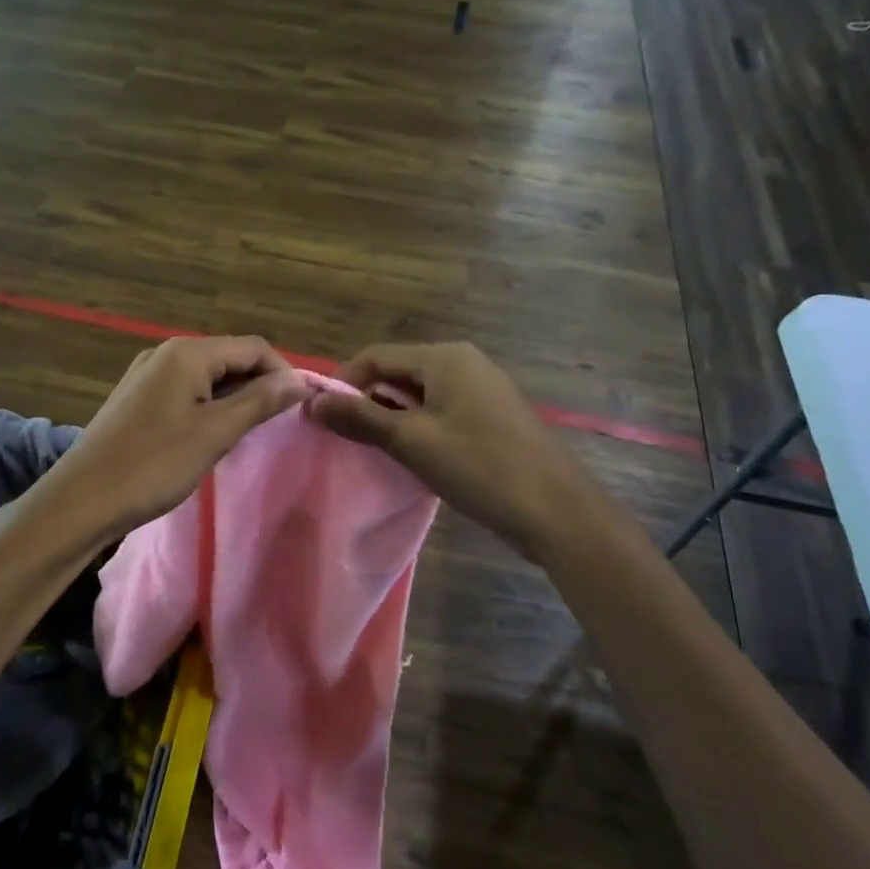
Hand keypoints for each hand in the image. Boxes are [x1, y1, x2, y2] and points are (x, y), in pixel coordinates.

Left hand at [46, 336, 307, 541]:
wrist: (81, 500)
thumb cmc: (153, 464)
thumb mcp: (214, 433)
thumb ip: (259, 401)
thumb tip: (301, 379)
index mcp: (187, 352)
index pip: (253, 347)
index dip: (283, 373)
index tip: (300, 408)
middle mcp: (166, 352)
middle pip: (229, 357)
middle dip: (258, 385)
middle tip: (277, 424)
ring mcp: (147, 374)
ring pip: (207, 375)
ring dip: (234, 397)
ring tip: (249, 433)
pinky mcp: (137, 397)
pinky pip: (185, 390)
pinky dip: (208, 405)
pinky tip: (212, 434)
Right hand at [306, 342, 587, 551]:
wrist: (557, 511)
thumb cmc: (480, 467)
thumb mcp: (411, 441)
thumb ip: (360, 418)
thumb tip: (312, 403)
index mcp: (445, 358)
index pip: (376, 356)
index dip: (343, 383)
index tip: (321, 418)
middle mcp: (464, 362)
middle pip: (398, 372)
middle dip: (367, 400)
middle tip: (345, 437)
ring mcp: (482, 389)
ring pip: (419, 393)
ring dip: (391, 416)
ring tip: (373, 450)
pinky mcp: (492, 415)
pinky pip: (441, 410)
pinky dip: (418, 427)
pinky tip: (412, 456)